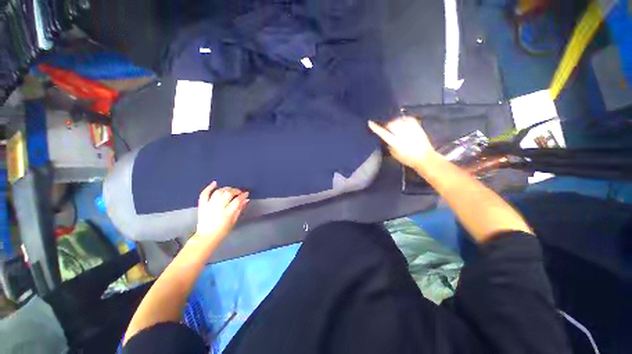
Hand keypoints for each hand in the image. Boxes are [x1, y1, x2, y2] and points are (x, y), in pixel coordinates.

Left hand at [193, 182, 248, 240]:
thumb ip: (240, 209)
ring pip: (218, 192)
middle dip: (235, 191)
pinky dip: (209, 187)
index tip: (246, 193)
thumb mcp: (234, 220)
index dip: (243, 195)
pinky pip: (204, 194)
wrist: (207, 236)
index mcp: (228, 213)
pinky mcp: (202, 205)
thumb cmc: (223, 230)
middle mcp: (218, 207)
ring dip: (226, 189)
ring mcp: (209, 205)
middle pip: (228, 194)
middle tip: (239, 192)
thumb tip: (246, 200)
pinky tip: (215, 183)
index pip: (237, 200)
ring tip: (230, 190)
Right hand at [368, 117, 436, 168]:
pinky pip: (408, 119)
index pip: (383, 133)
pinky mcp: (417, 127)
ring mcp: (410, 129)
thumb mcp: (394, 154)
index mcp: (395, 142)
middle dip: (387, 125)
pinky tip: (403, 122)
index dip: (376, 128)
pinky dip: (404, 119)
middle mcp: (402, 134)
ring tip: (395, 126)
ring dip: (395, 122)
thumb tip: (386, 138)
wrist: (425, 158)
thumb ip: (389, 145)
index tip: (370, 122)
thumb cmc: (407, 158)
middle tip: (387, 128)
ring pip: (399, 120)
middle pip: (391, 124)